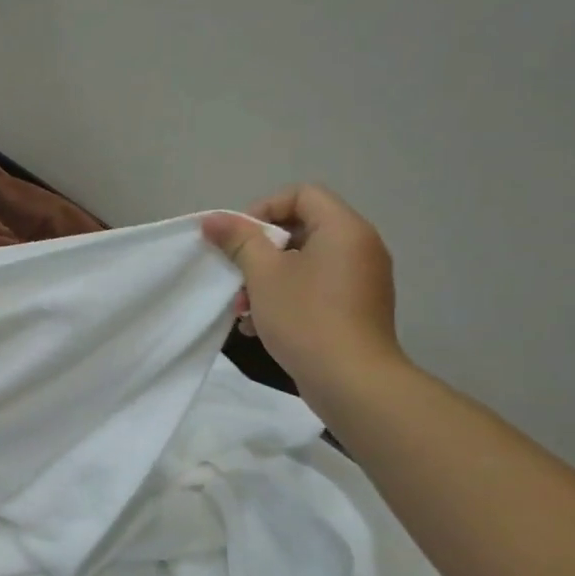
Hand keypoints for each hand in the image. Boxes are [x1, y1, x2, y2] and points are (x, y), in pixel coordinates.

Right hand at [201, 186, 402, 401]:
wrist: (352, 380)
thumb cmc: (306, 318)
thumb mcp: (263, 275)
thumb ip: (238, 241)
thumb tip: (213, 219)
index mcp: (344, 229)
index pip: (301, 194)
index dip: (263, 209)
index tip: (239, 240)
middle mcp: (360, 247)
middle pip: (301, 229)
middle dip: (259, 252)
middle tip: (237, 277)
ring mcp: (361, 279)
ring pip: (304, 263)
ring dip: (267, 279)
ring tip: (243, 309)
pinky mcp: (356, 308)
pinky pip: (316, 287)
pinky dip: (286, 297)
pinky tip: (259, 326)